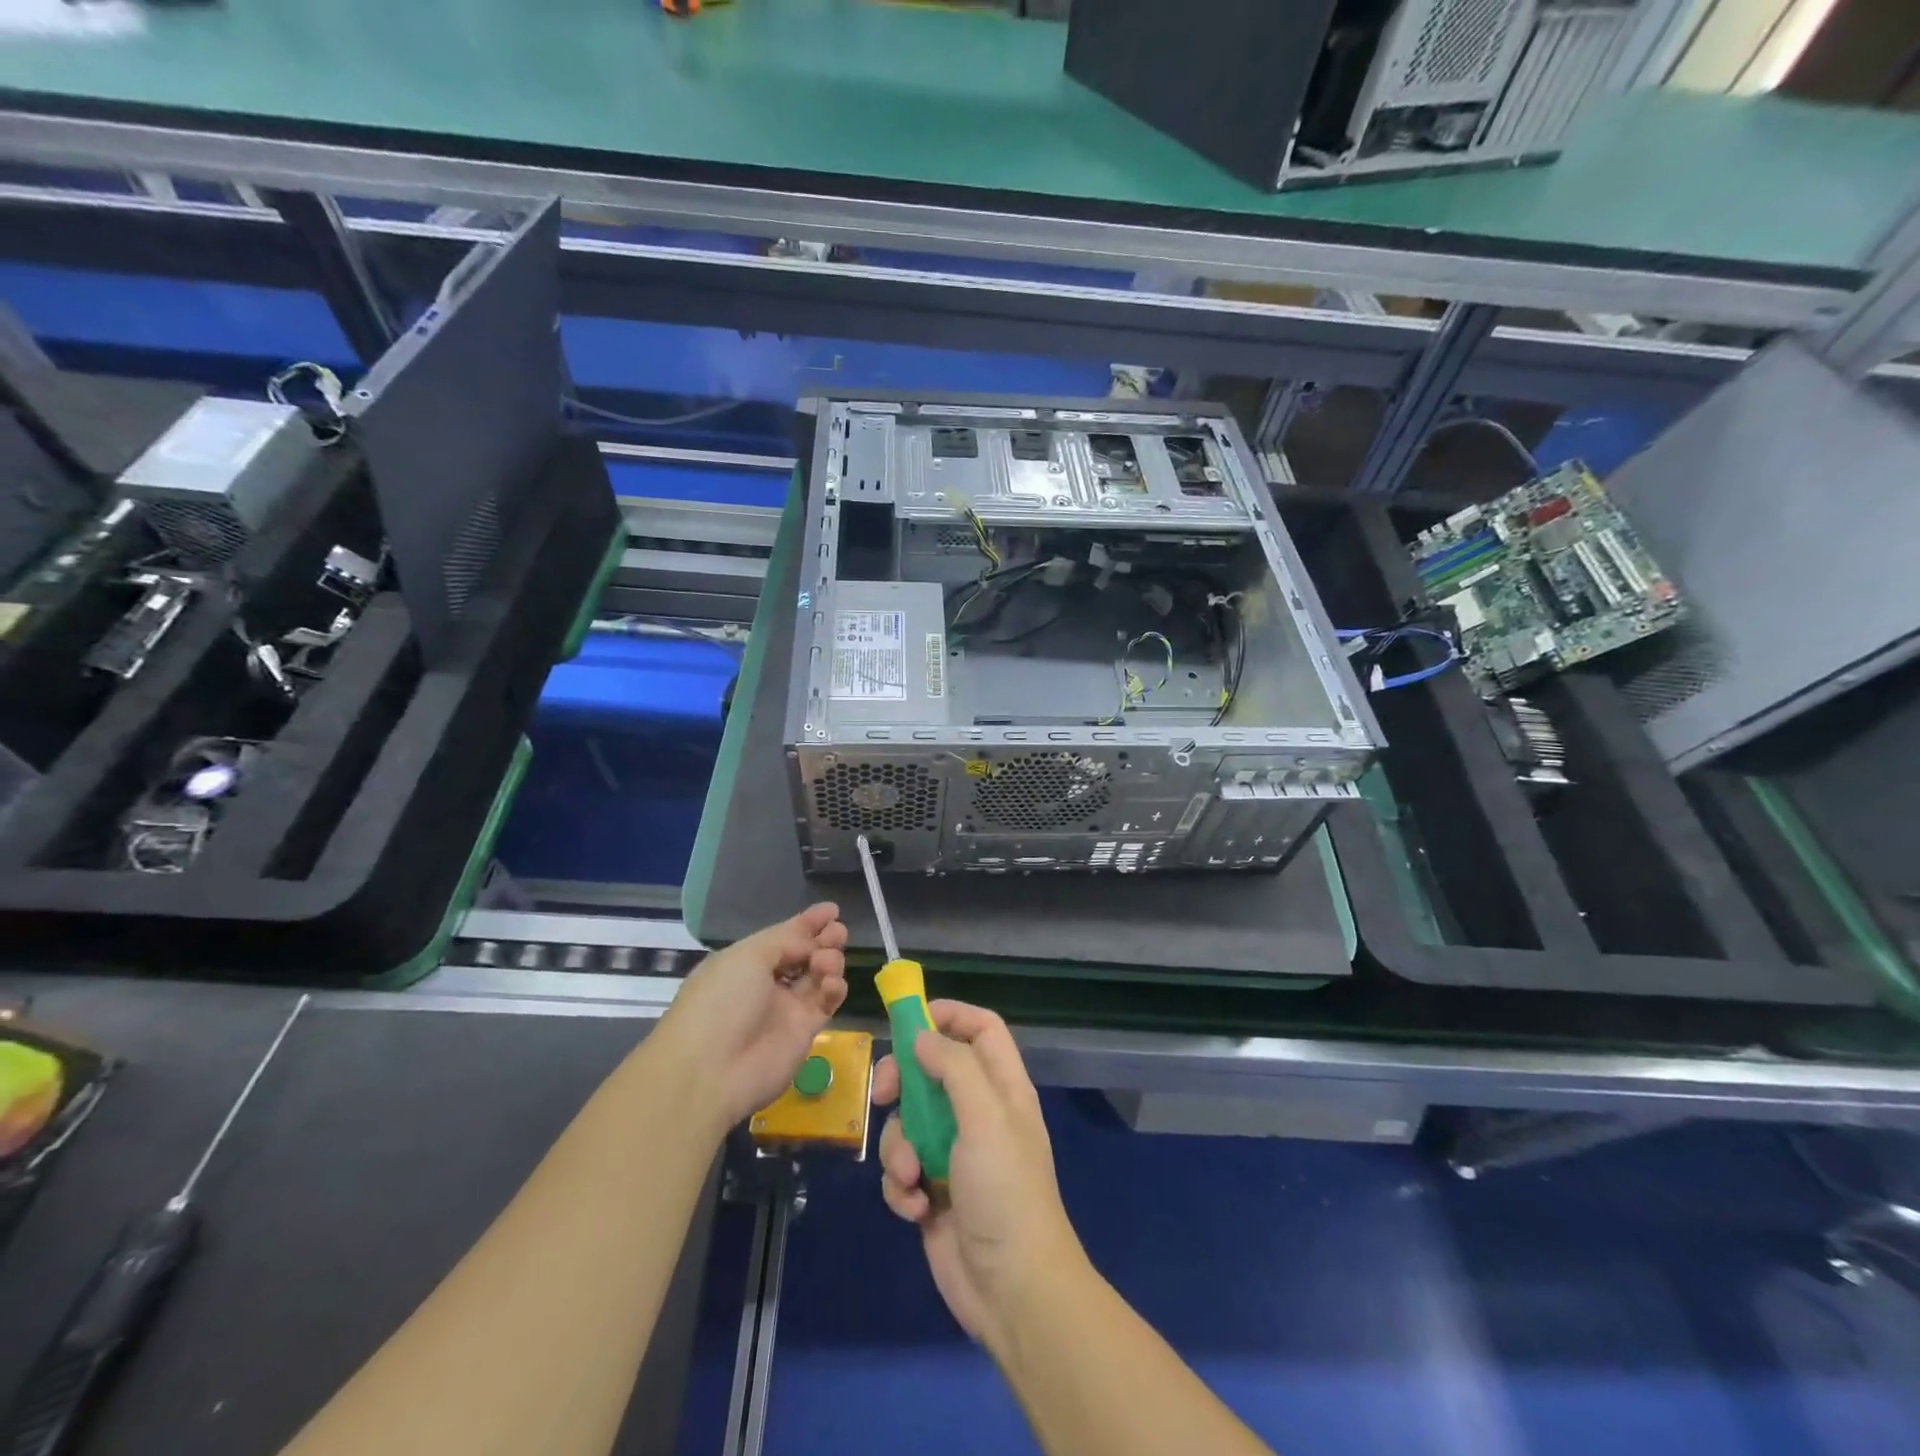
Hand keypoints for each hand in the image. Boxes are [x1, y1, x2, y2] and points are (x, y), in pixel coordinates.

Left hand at [658, 903, 848, 1126]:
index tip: (832, 910)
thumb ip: (787, 940)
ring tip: (827, 962)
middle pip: (804, 954)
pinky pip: (826, 1002)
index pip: (783, 936)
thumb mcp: (748, 956)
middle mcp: (765, 983)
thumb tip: (812, 943)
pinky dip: (834, 988)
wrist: (712, 1070)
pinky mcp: (804, 1032)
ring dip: (829, 961)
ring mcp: (785, 1008)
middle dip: (823, 940)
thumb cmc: (722, 1001)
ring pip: (818, 975)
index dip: (807, 923)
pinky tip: (832, 984)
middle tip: (838, 933)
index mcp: (744, 961)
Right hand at [873, 1001, 1085, 1352]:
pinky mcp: (933, 1189)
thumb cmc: (1005, 1191)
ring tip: (911, 1175)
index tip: (909, 1020)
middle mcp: (978, 1112)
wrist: (1013, 1290)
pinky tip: (917, 1208)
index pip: (981, 1028)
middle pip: (932, 1070)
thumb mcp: (986, 1117)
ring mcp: (954, 1152)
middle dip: (903, 1081)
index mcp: (1002, 1087)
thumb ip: (955, 1067)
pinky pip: (902, 1169)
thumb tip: (922, 1035)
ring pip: (908, 1123)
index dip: (949, 1015)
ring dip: (899, 1147)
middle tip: (884, 1094)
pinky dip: (902, 1185)